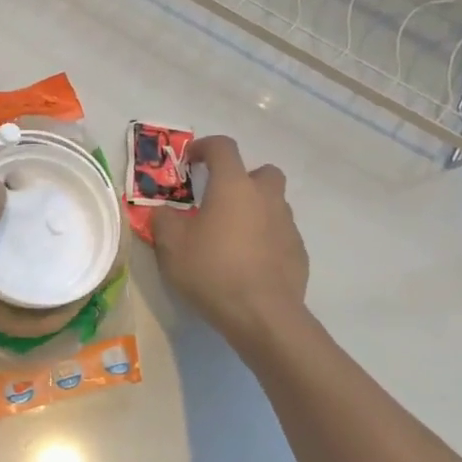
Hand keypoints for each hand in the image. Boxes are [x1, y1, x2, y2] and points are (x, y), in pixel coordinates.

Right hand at [150, 135, 310, 352]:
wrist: (262, 315)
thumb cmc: (212, 271)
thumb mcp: (170, 245)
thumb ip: (162, 220)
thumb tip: (163, 211)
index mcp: (233, 186)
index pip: (223, 147)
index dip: (205, 147)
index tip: (190, 161)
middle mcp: (266, 197)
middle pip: (262, 171)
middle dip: (242, 178)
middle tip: (220, 199)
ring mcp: (287, 224)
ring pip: (273, 203)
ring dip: (254, 209)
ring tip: (232, 235)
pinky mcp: (298, 251)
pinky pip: (280, 233)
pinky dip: (265, 238)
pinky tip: (248, 262)